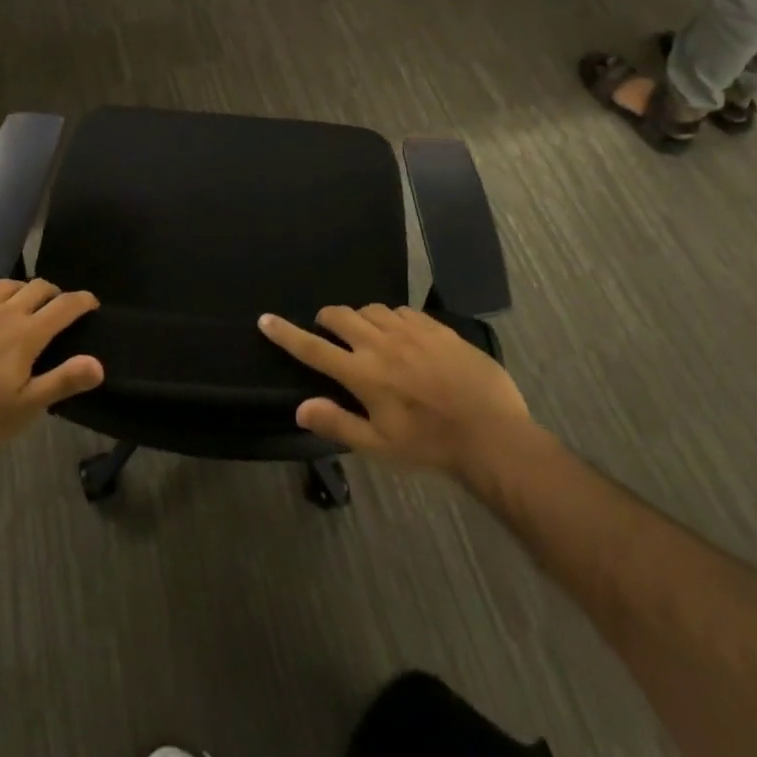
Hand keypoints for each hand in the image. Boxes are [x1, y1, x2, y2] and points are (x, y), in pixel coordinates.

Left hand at [0, 276, 103, 461]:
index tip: (91, 303)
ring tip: (23, 300)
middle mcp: (3, 313)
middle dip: (53, 293)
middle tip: (57, 306)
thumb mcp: (25, 409)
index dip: (82, 301)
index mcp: (26, 335)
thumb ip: (63, 381)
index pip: (63, 307)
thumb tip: (99, 363)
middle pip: (36, 288)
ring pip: (4, 285)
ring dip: (20, 288)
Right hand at [259, 305, 537, 484]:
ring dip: (361, 318)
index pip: (313, 348)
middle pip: (340, 316)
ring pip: (371, 309)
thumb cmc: (430, 446)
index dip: (286, 333)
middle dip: (327, 319)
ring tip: (367, 335)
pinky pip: (402, 310)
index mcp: (362, 373)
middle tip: (328, 331)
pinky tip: (402, 335)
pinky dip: (392, 318)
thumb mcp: (380, 446)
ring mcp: (410, 330)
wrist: (491, 434)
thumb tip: (300, 408)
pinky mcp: (435, 326)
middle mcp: (380, 343)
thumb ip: (338, 423)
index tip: (265, 319)